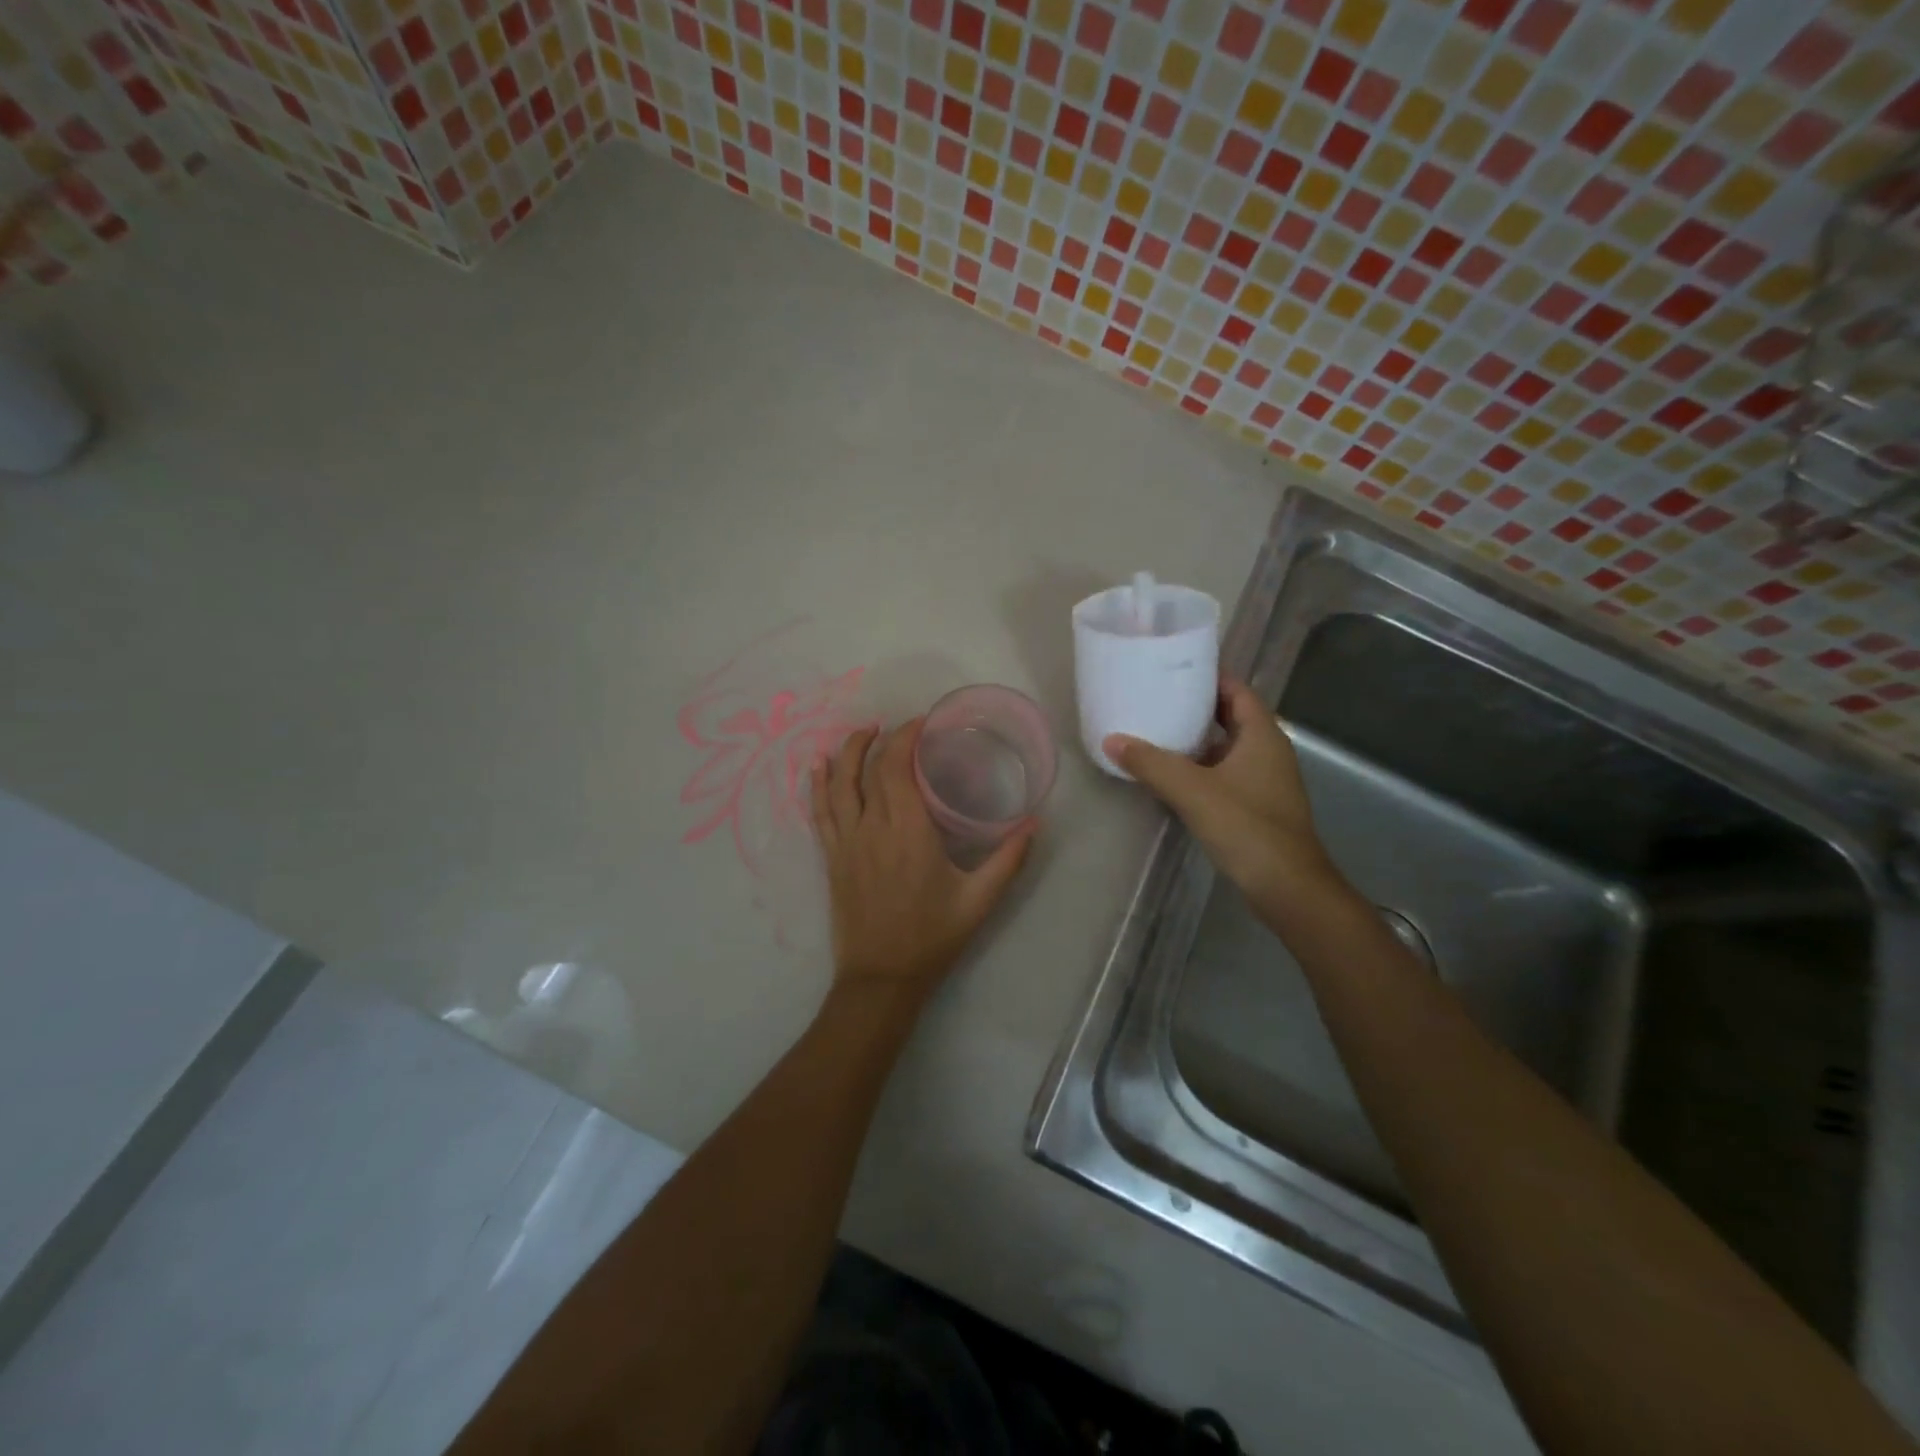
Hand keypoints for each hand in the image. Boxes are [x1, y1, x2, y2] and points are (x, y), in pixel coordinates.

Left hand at [811, 719, 1035, 1008]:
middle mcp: (871, 827)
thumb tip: (1035, 822)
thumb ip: (1009, 859)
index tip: (924, 722)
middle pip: (870, 768)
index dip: (906, 737)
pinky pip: (820, 811)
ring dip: (848, 752)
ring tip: (863, 731)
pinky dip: (819, 784)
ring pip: (838, 783)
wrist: (881, 978)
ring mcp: (846, 842)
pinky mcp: (832, 857)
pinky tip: (820, 766)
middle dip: (884, 738)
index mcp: (908, 830)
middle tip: (905, 727)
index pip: (898, 767)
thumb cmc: (932, 937)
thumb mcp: (979, 900)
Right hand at [1104, 678, 1333, 910]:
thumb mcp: (1192, 790)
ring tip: (1156, 732)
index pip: (1237, 690)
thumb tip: (1111, 740)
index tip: (1174, 669)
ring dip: (1196, 740)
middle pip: (1231, 717)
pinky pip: (1226, 774)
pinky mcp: (1258, 806)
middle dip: (1196, 708)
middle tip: (1156, 699)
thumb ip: (1151, 763)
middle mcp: (1268, 751)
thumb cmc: (1246, 827)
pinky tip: (1171, 776)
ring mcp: (1265, 781)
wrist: (1287, 887)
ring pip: (1227, 748)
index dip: (1209, 677)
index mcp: (1262, 735)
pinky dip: (1201, 768)